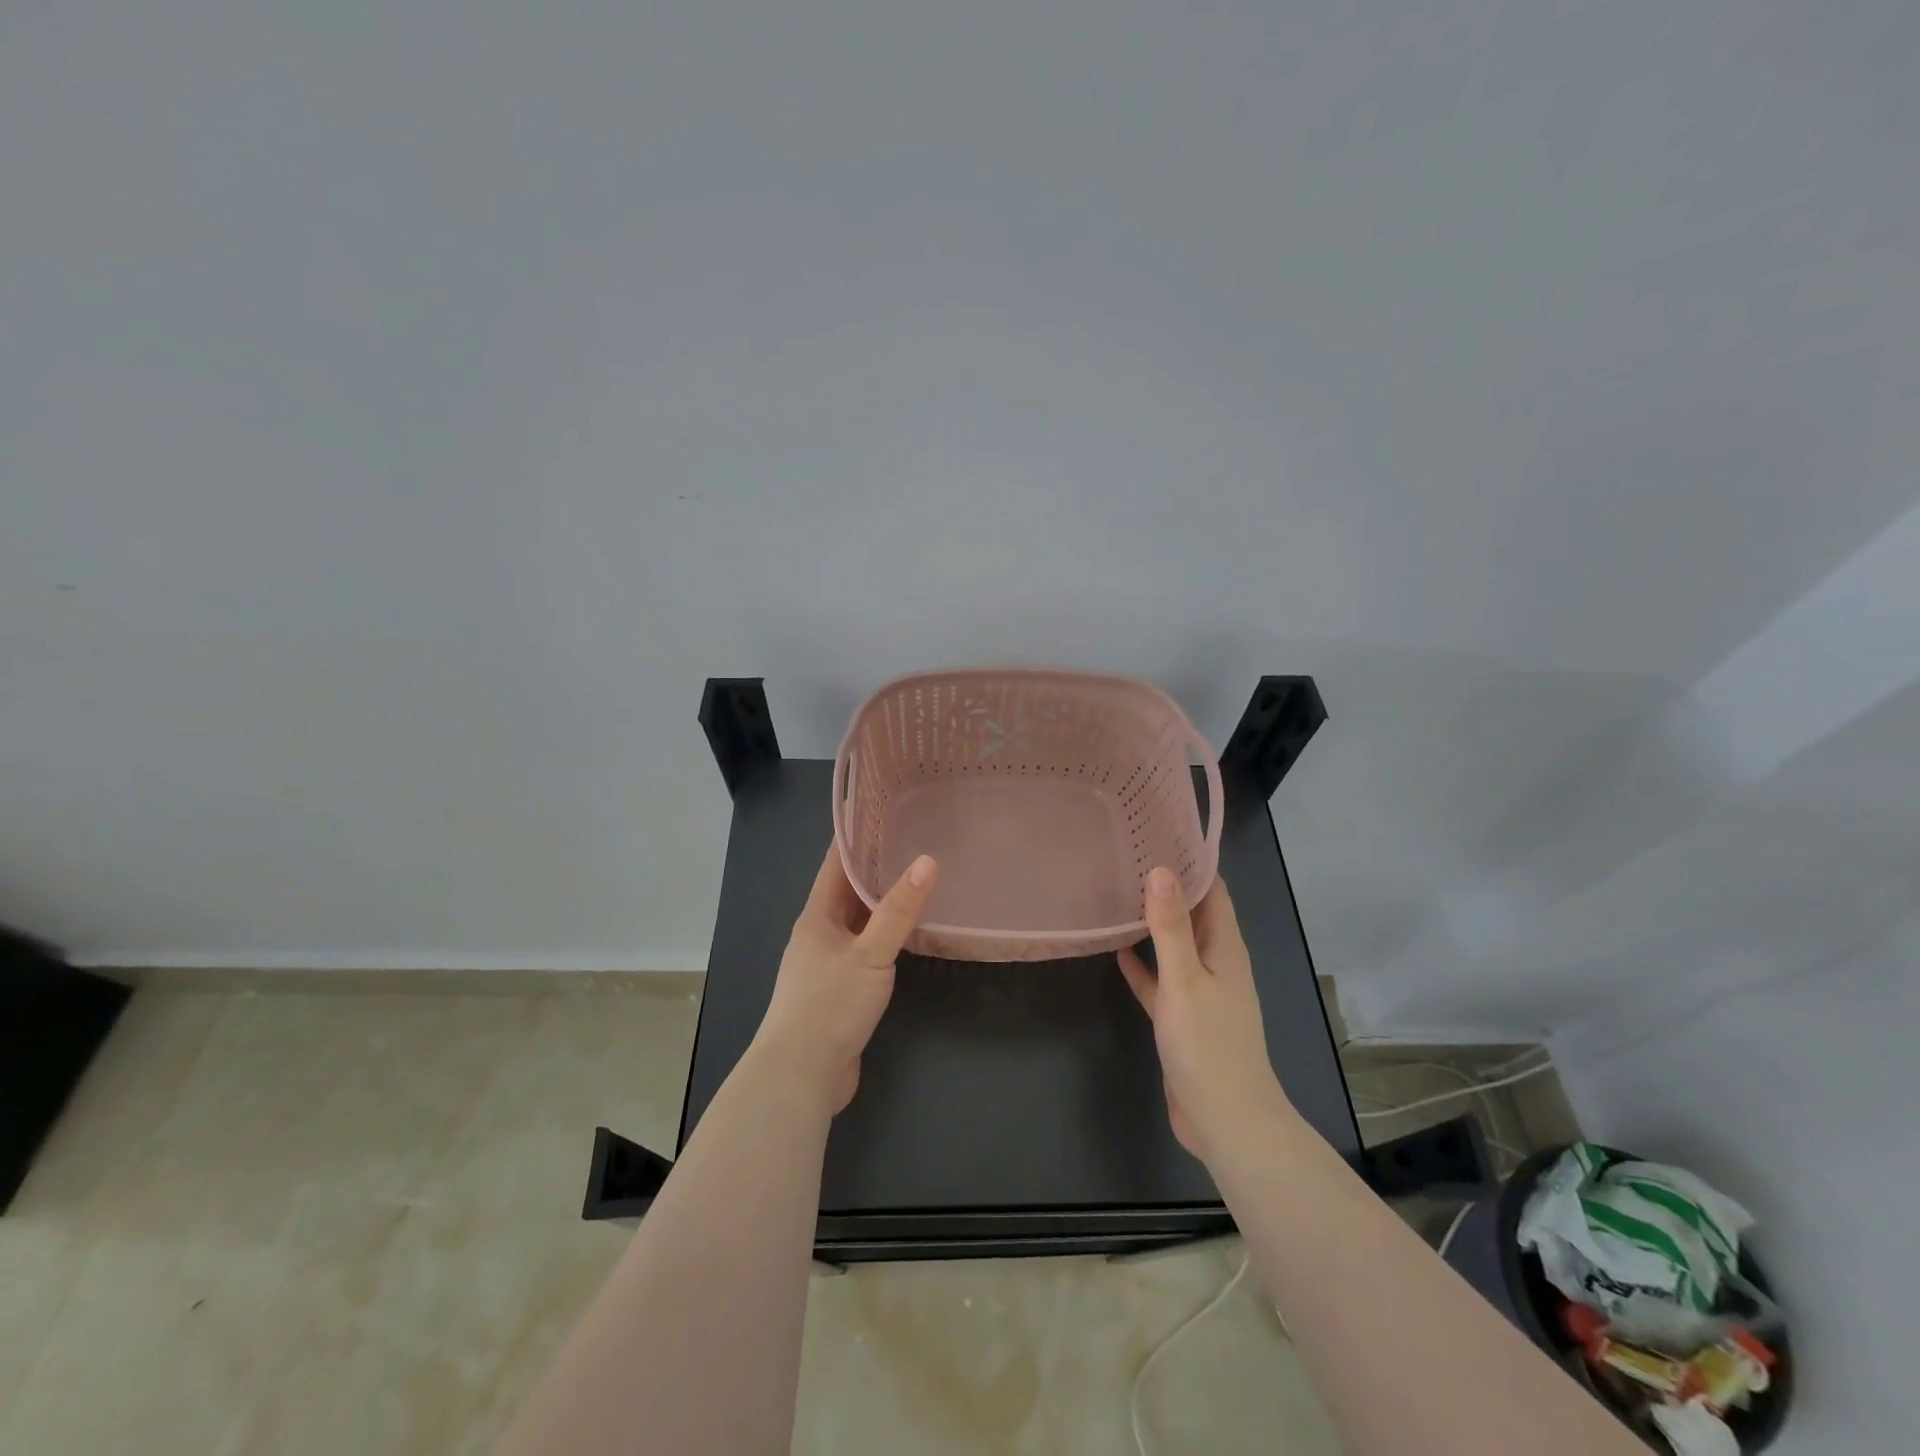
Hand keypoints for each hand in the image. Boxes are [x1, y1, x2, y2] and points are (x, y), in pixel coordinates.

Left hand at [753, 844, 937, 1112]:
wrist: (801, 1074)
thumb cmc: (829, 1005)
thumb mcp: (869, 954)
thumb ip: (898, 911)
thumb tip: (928, 861)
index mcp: (817, 917)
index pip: (835, 864)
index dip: (854, 836)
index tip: (878, 809)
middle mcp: (819, 934)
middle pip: (846, 891)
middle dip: (873, 867)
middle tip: (910, 839)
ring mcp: (827, 964)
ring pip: (857, 922)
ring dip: (879, 903)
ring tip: (913, 879)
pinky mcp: (839, 991)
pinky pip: (864, 950)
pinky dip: (883, 937)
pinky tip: (907, 935)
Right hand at [1116, 868, 1288, 1163]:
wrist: (1226, 1121)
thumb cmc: (1208, 1045)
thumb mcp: (1185, 980)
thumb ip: (1171, 927)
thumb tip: (1161, 869)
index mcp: (1226, 949)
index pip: (1213, 892)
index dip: (1191, 863)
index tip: (1159, 834)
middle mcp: (1217, 964)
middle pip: (1194, 915)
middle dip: (1168, 888)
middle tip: (1129, 857)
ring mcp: (1201, 992)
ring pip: (1176, 947)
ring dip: (1154, 924)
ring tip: (1119, 895)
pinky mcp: (1183, 1019)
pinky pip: (1162, 981)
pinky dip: (1144, 965)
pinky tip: (1117, 951)